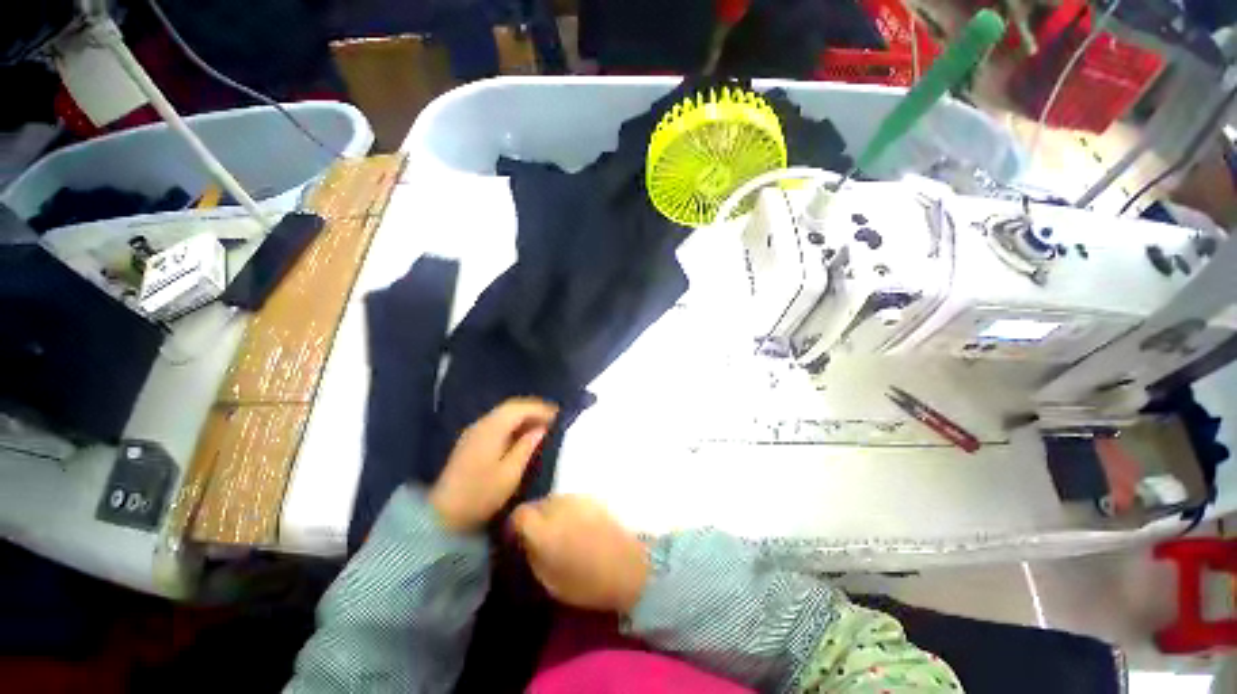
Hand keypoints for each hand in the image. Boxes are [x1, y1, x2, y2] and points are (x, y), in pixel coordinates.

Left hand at [428, 398, 557, 532]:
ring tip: (541, 425)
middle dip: (533, 409)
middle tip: (553, 418)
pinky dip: (513, 424)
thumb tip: (541, 429)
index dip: (540, 408)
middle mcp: (481, 424)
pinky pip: (496, 423)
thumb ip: (527, 446)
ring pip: (503, 414)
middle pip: (510, 407)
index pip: (519, 407)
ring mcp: (473, 432)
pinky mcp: (470, 441)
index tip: (559, 414)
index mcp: (492, 429)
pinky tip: (522, 434)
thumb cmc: (481, 494)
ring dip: (523, 416)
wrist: (444, 515)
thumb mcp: (511, 473)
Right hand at [510, 495, 649, 613]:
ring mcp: (577, 498)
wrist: (629, 566)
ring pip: (553, 500)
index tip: (517, 540)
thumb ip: (532, 555)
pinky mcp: (592, 497)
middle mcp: (558, 506)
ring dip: (550, 514)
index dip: (514, 527)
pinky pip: (570, 500)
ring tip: (560, 533)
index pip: (518, 514)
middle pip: (536, 505)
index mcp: (544, 529)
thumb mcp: (549, 580)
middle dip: (533, 520)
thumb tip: (524, 541)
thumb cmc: (587, 582)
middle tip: (540, 539)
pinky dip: (567, 511)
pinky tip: (577, 526)